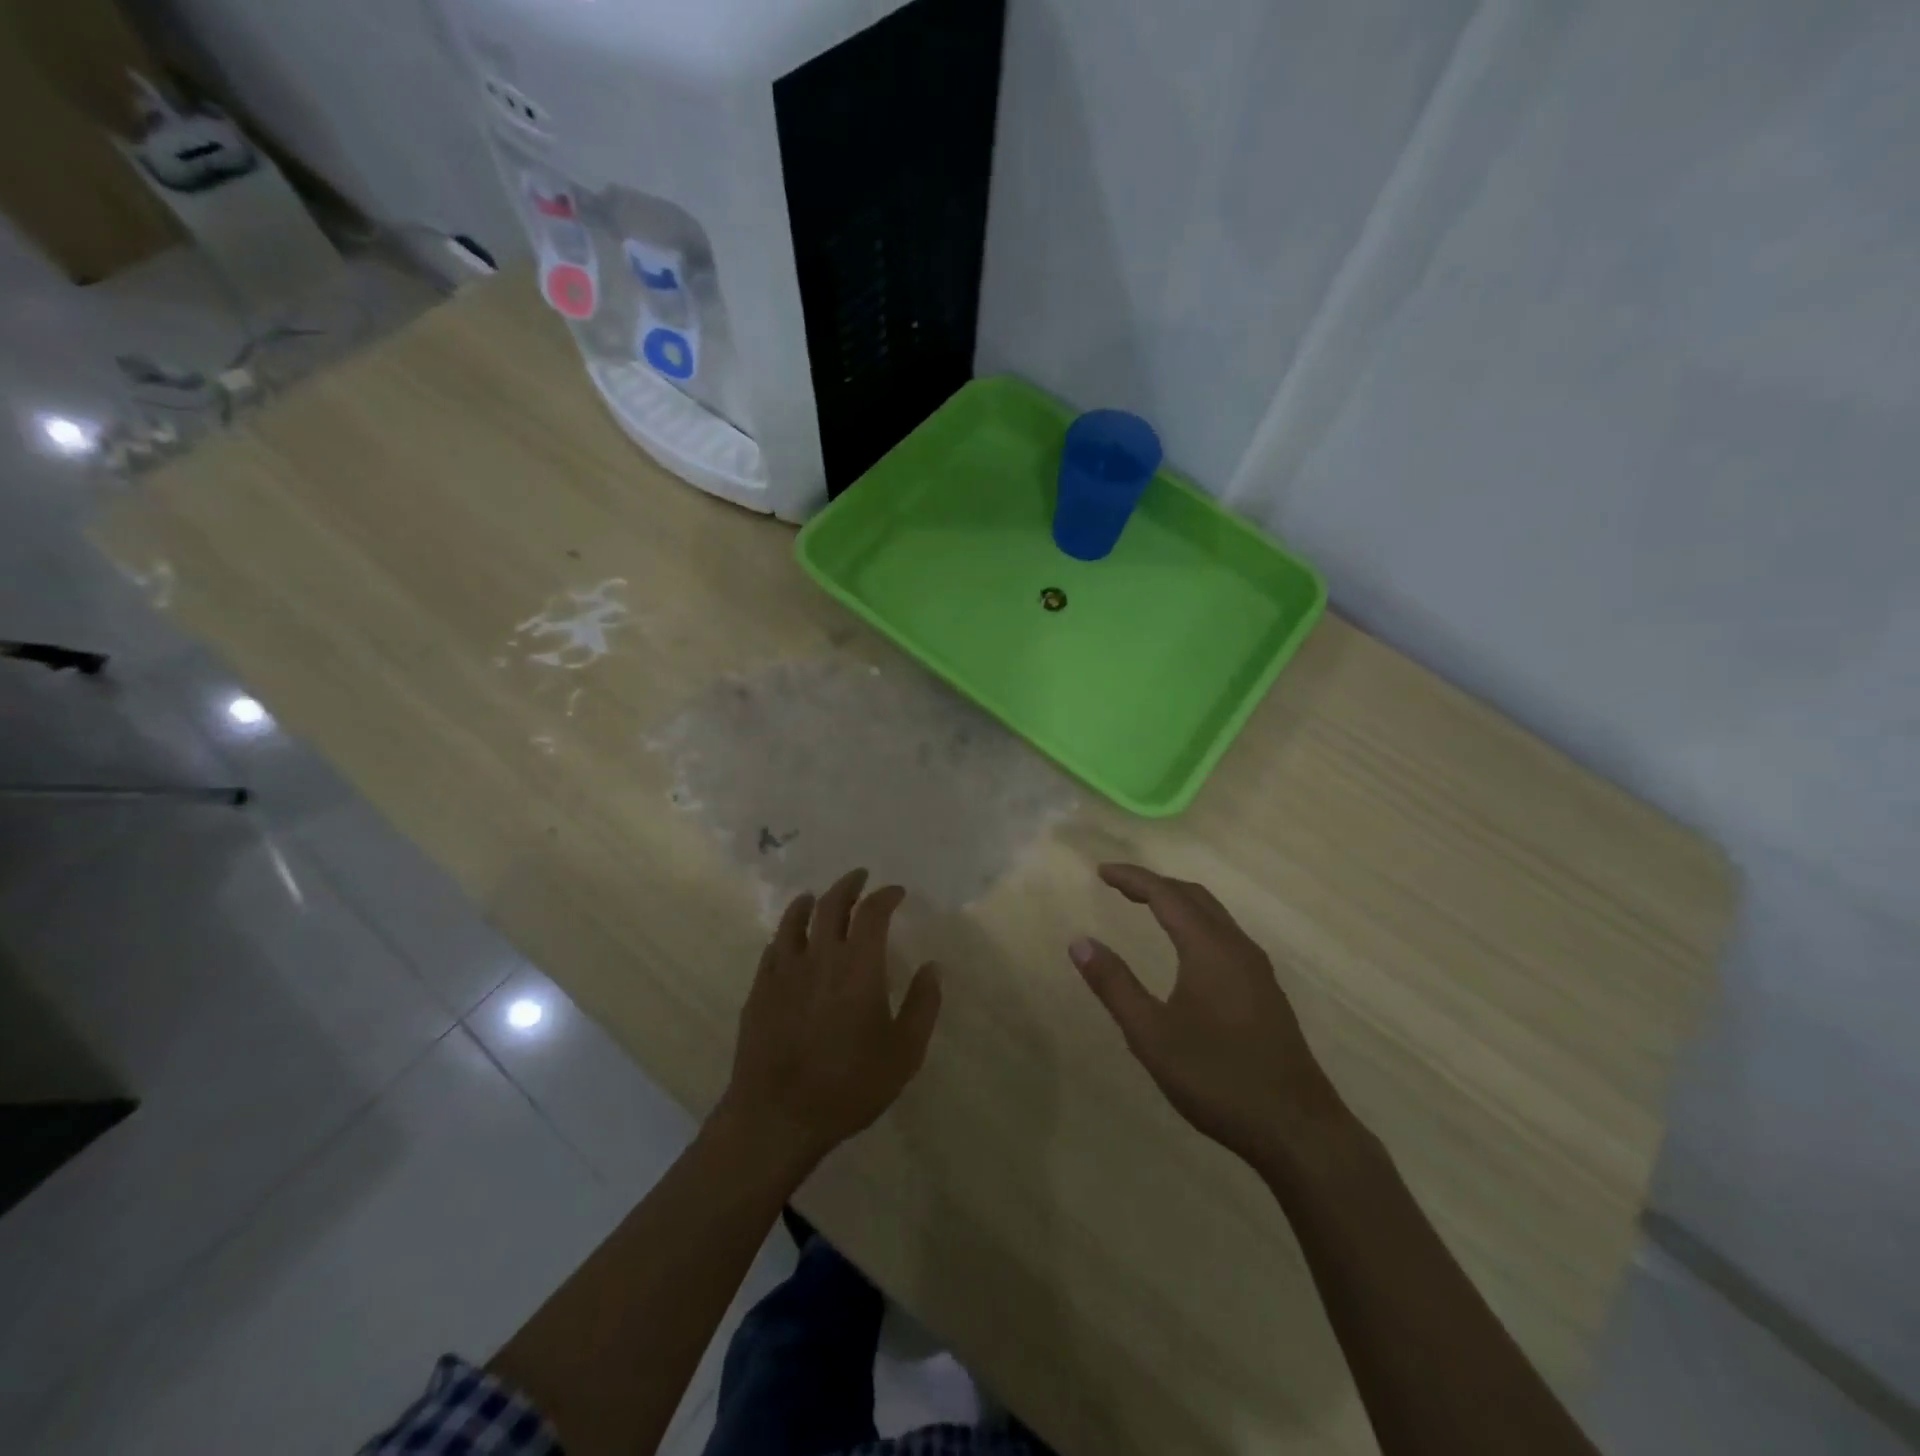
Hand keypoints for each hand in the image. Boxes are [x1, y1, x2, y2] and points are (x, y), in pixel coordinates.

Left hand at [719, 868, 942, 1174]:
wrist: (777, 1116)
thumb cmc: (849, 1085)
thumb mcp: (904, 1053)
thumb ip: (923, 1005)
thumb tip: (932, 967)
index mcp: (858, 965)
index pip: (872, 912)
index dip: (885, 895)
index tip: (896, 892)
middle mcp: (820, 957)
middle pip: (831, 904)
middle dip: (848, 885)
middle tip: (859, 877)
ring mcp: (784, 971)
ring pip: (794, 920)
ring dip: (810, 902)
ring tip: (817, 897)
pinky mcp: (759, 990)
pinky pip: (773, 949)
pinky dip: (786, 935)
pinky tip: (788, 942)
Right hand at [1070, 863, 1347, 1170]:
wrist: (1298, 1129)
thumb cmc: (1217, 1078)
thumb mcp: (1151, 1035)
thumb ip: (1114, 985)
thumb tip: (1080, 942)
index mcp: (1208, 948)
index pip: (1165, 894)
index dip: (1132, 879)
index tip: (1101, 872)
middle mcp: (1237, 947)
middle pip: (1193, 896)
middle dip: (1154, 884)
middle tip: (1118, 886)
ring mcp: (1257, 969)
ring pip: (1213, 915)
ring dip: (1177, 902)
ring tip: (1145, 907)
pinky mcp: (1265, 991)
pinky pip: (1224, 935)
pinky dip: (1195, 923)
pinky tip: (1185, 949)